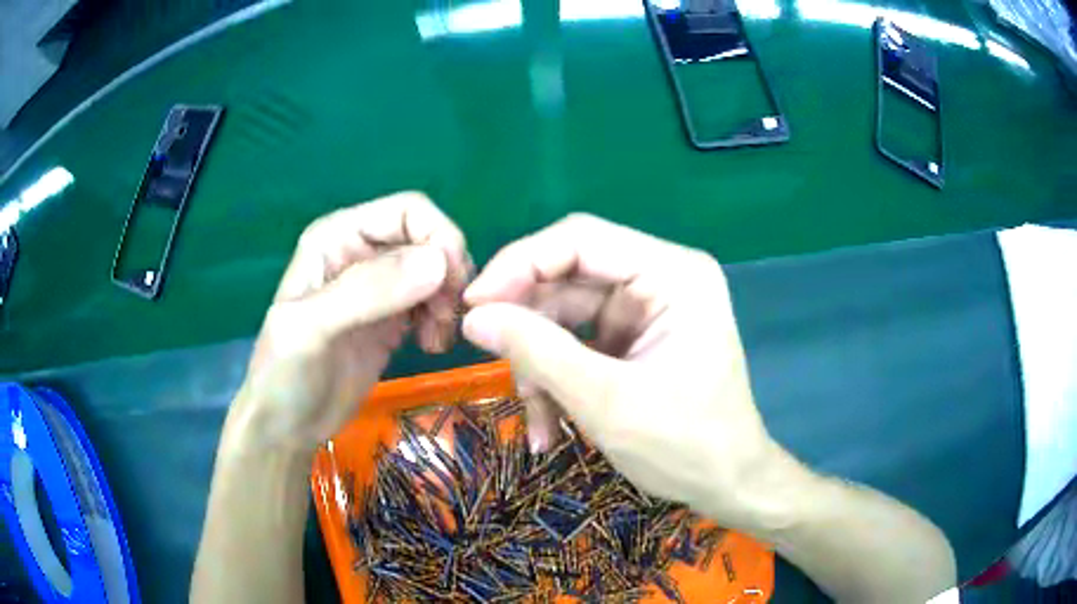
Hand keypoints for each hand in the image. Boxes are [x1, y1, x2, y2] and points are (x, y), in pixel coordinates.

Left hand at [231, 192, 470, 452]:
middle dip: (449, 274)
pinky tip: (431, 347)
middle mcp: (361, 252)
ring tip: (436, 340)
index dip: (439, 238)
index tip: (452, 286)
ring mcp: (379, 287)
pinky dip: (444, 320)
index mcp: (338, 236)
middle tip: (447, 319)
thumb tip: (439, 263)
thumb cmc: (285, 375)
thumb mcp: (314, 329)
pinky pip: (434, 303)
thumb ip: (367, 291)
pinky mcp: (393, 318)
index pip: (408, 211)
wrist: (286, 427)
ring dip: (449, 301)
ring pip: (437, 271)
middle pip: (429, 239)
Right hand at [462, 214, 786, 530]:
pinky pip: (578, 342)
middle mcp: (661, 277)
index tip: (472, 306)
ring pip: (565, 315)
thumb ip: (537, 351)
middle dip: (529, 328)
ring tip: (537, 418)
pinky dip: (558, 379)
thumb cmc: (683, 446)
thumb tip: (473, 315)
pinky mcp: (635, 337)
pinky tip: (550, 425)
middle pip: (569, 277)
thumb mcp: (604, 400)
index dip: (518, 265)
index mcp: (672, 273)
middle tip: (495, 366)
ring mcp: (648, 308)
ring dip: (541, 365)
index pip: (579, 239)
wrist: (727, 484)